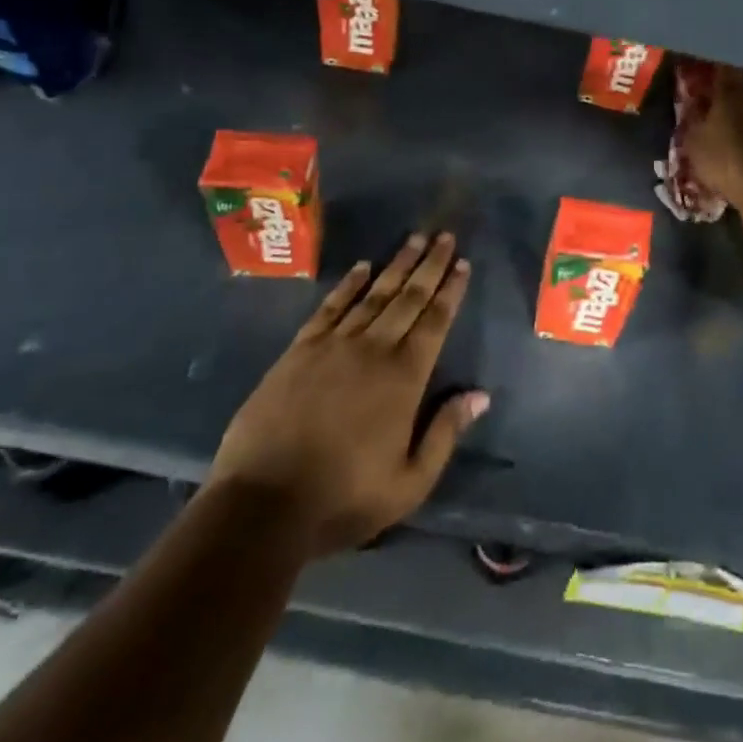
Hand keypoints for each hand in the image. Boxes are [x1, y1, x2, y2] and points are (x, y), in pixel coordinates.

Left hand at [209, 232, 487, 558]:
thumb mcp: (409, 483)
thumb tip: (480, 395)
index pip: (435, 322)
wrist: (262, 505)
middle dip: (430, 265)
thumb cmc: (343, 498)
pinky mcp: (300, 351)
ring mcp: (334, 346)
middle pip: (409, 298)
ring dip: (396, 265)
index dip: (450, 290)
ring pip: (374, 295)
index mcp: (404, 378)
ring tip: (414, 239)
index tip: (462, 263)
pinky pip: (330, 308)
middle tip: (444, 236)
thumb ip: (445, 434)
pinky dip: (349, 285)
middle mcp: (374, 350)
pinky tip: (362, 268)